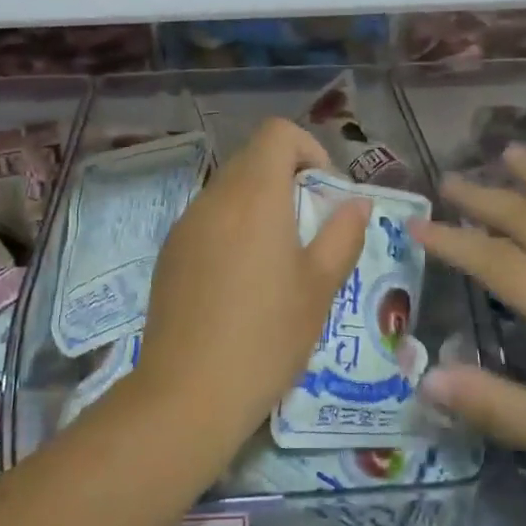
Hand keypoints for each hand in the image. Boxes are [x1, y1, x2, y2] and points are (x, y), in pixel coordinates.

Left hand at [137, 119, 368, 442]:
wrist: (188, 392)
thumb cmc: (266, 337)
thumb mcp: (320, 288)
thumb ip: (343, 234)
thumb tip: (356, 201)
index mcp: (254, 196)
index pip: (276, 133)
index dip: (308, 148)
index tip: (324, 190)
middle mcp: (214, 198)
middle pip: (252, 158)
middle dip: (287, 178)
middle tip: (310, 227)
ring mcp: (185, 225)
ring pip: (228, 189)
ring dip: (259, 204)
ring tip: (279, 257)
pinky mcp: (169, 253)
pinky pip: (207, 219)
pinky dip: (232, 227)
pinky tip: (241, 280)